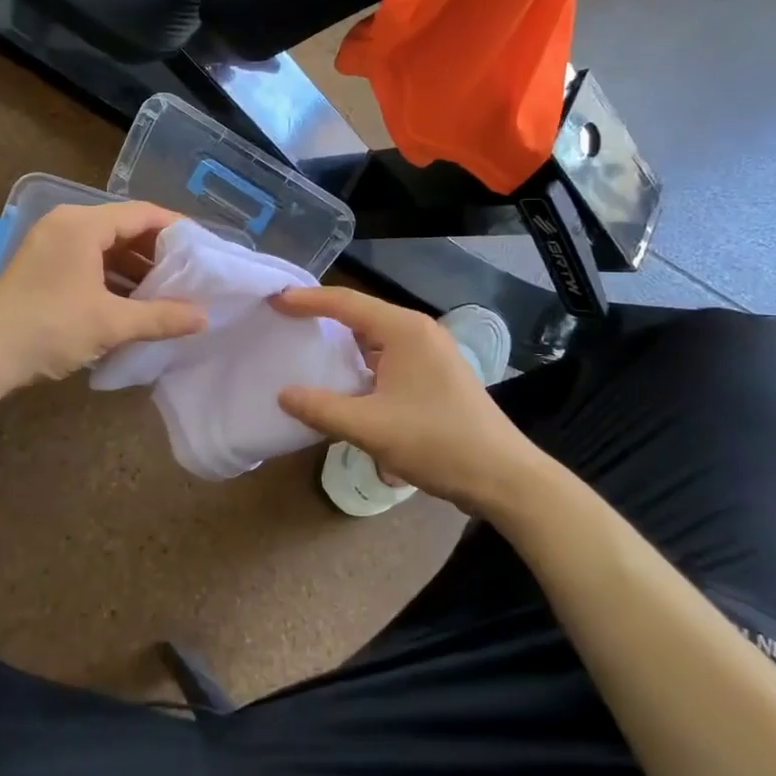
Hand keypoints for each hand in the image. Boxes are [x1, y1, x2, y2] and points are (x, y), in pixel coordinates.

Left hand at [0, 201, 205, 389]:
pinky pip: (88, 260)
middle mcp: (66, 224)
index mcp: (82, 225)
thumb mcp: (111, 323)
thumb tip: (205, 318)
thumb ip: (161, 317)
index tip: (203, 248)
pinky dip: (112, 276)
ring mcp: (50, 244)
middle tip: (189, 274)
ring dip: (135, 268)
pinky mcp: (42, 266)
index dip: (176, 229)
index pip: (142, 213)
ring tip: (166, 293)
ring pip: (106, 246)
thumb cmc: (50, 329)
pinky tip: (132, 302)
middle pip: (124, 228)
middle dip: (157, 252)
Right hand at [272, 286, 541, 514]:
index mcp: (404, 330)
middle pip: (360, 314)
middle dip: (322, 317)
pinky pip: (388, 357)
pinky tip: (344, 382)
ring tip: (306, 349)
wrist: (502, 476)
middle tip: (284, 322)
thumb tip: (283, 394)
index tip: (274, 301)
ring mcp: (430, 352)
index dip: (307, 300)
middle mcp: (418, 331)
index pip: (345, 302)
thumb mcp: (370, 427)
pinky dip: (361, 362)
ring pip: (375, 337)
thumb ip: (321, 408)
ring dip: (343, 343)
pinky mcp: (435, 374)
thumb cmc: (436, 442)